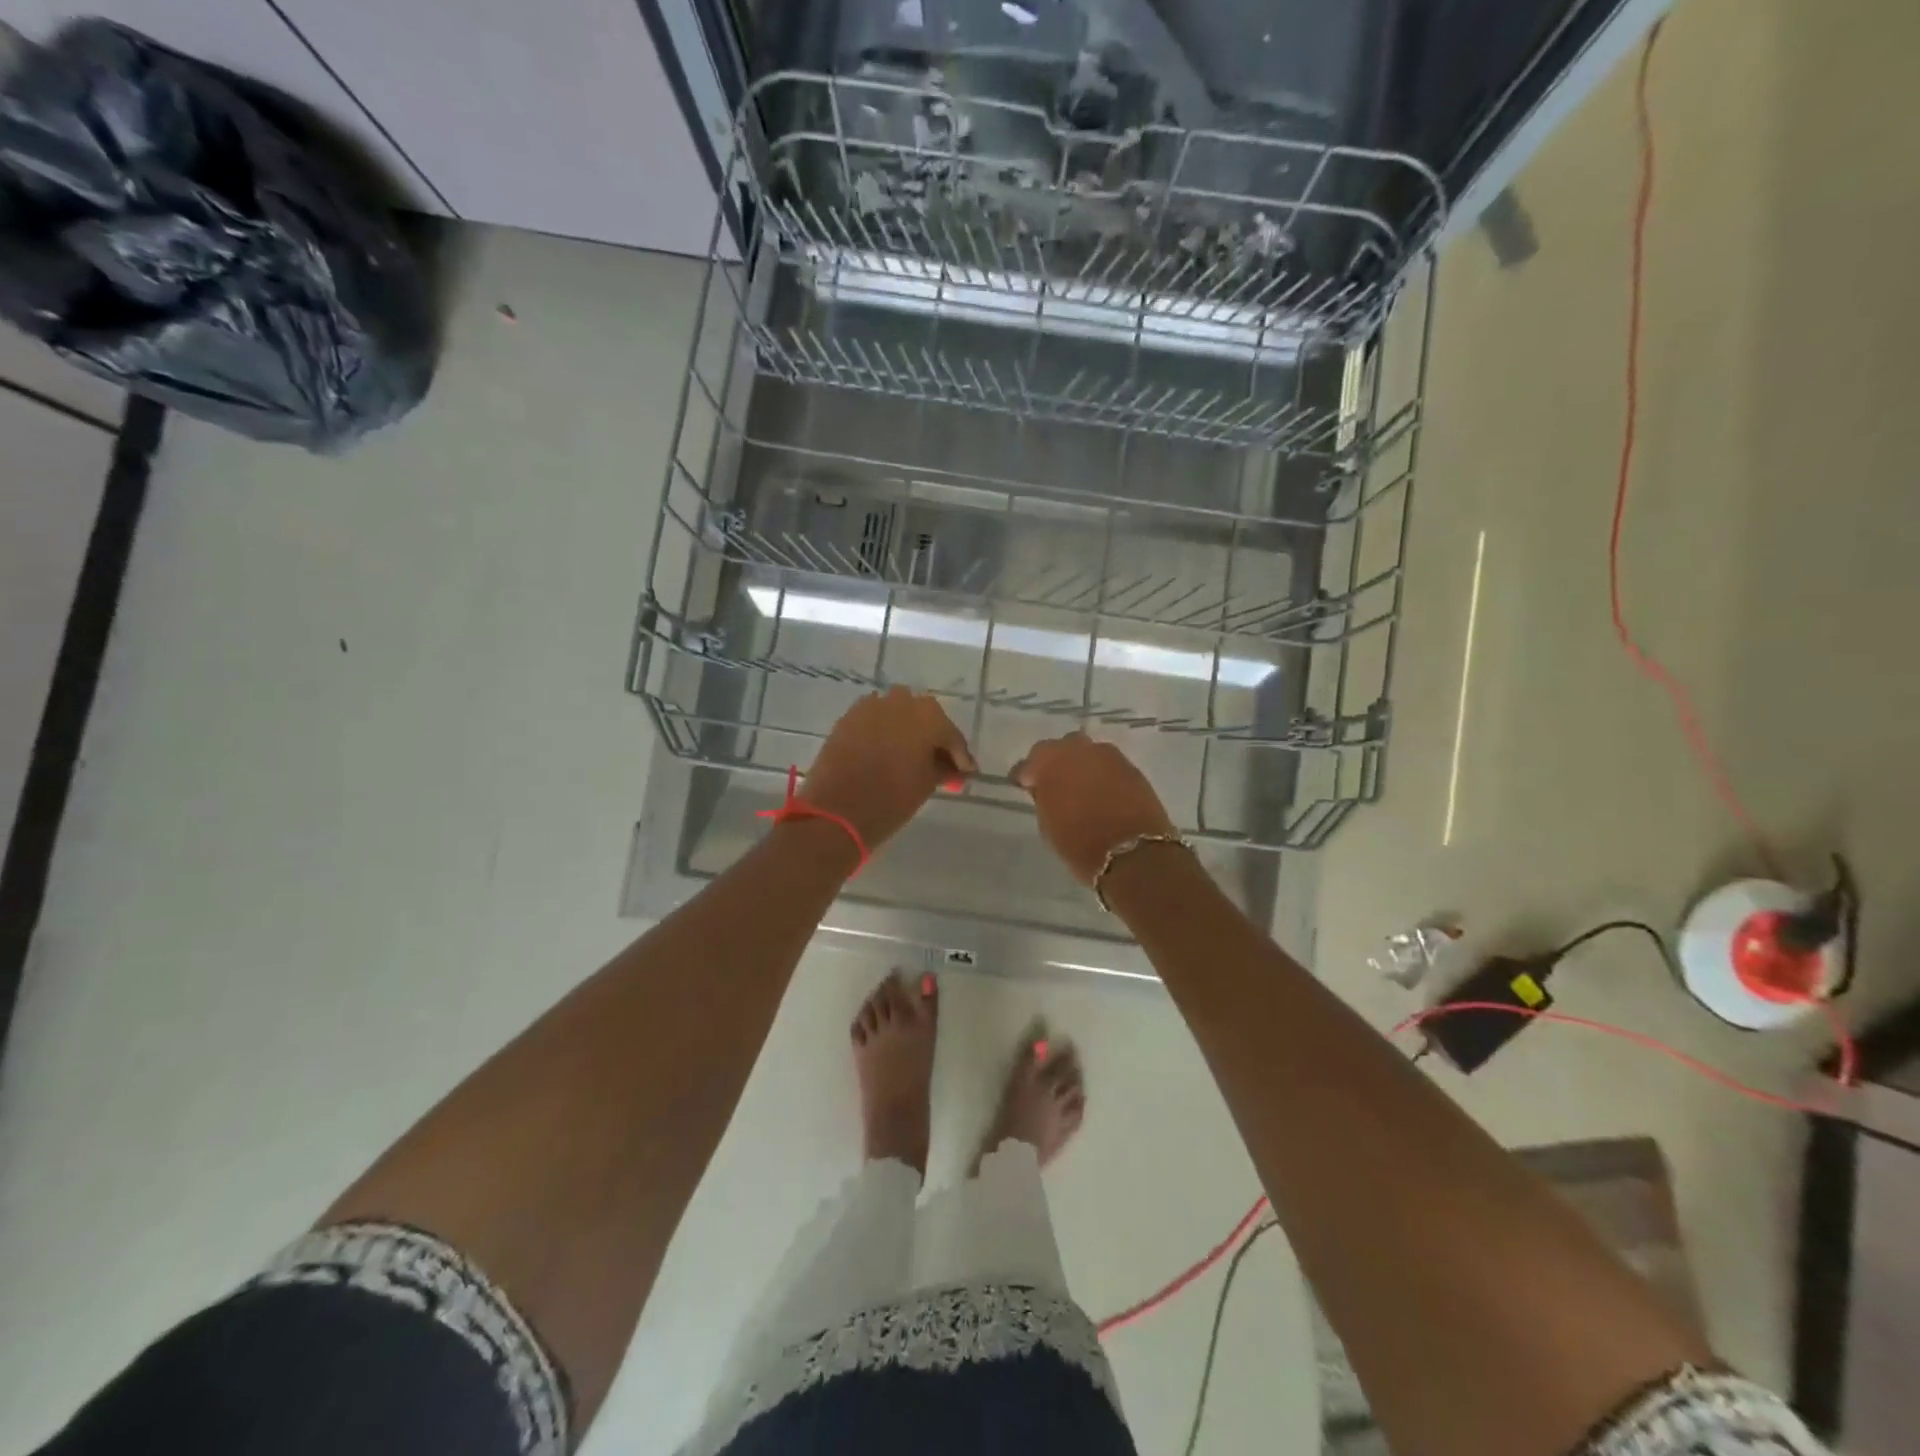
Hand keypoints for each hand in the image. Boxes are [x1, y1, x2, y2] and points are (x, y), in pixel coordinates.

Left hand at [800, 687, 976, 850]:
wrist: (837, 811)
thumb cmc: (891, 799)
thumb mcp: (926, 784)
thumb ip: (944, 769)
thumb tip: (955, 768)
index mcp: (928, 716)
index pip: (951, 735)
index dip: (960, 756)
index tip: (966, 773)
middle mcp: (901, 702)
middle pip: (926, 717)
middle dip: (933, 738)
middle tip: (939, 763)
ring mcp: (871, 706)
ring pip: (898, 713)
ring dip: (907, 730)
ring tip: (910, 755)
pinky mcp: (848, 717)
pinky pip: (874, 719)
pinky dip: (883, 731)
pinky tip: (886, 751)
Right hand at [1012, 733, 1177, 883]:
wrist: (1132, 853)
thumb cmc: (1079, 844)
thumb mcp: (1048, 824)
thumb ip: (1044, 798)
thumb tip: (1046, 789)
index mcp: (1048, 762)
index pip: (1028, 764)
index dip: (1025, 777)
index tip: (1024, 787)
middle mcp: (1077, 749)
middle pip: (1059, 748)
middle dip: (1055, 763)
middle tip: (1055, 784)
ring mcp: (1107, 755)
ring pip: (1087, 752)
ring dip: (1081, 766)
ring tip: (1081, 787)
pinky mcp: (1131, 766)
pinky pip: (1108, 764)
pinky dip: (1102, 774)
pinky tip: (1103, 792)